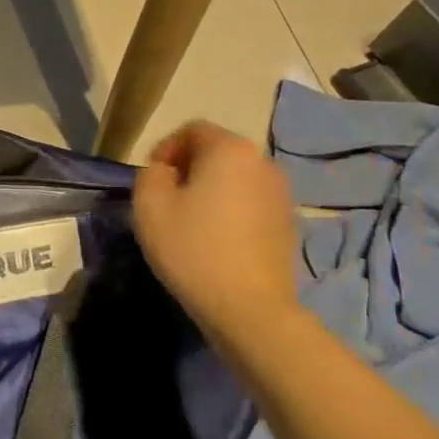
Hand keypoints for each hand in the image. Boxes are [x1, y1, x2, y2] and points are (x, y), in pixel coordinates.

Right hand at [133, 121, 299, 339]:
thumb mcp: (149, 205)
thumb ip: (151, 173)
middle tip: (166, 201)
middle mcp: (263, 163)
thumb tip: (167, 172)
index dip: (165, 149)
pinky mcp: (288, 224)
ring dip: (210, 191)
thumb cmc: (193, 249)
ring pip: (235, 179)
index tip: (152, 181)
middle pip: (216, 152)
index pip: (192, 130)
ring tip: (190, 223)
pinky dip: (231, 211)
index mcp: (230, 150)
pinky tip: (216, 241)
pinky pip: (250, 203)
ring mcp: (281, 194)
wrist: (250, 308)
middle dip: (188, 169)